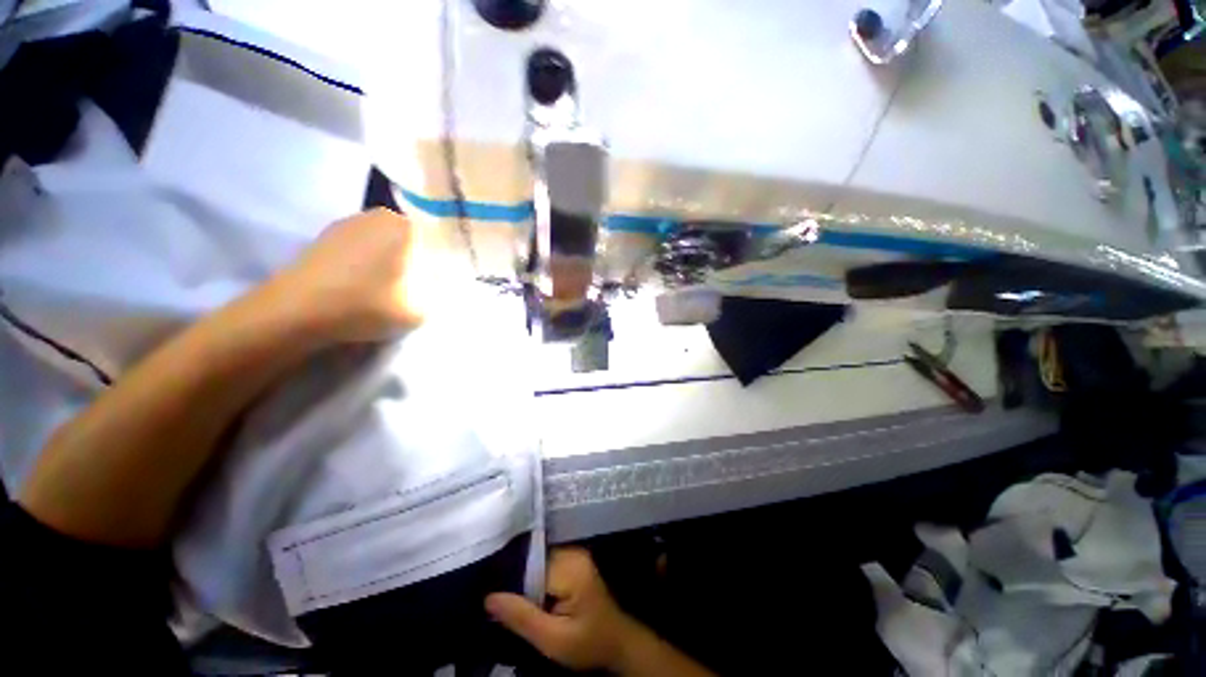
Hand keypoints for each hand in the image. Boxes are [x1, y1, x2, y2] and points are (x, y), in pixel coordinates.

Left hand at [269, 208, 423, 342]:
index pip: (437, 244)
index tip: (435, 288)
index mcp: (406, 227)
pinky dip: (365, 265)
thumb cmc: (366, 305)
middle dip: (415, 264)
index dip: (438, 267)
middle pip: (411, 243)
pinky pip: (360, 249)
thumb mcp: (421, 310)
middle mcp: (378, 216)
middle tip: (414, 291)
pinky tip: (360, 287)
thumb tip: (435, 286)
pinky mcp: (325, 237)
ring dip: (390, 265)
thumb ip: (437, 296)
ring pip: (385, 245)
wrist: (296, 311)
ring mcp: (348, 223)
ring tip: (386, 291)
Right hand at [486, 548, 644, 672]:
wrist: (616, 642)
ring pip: (537, 562)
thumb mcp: (553, 640)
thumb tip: (488, 598)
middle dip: (516, 580)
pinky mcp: (573, 561)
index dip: (510, 581)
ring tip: (506, 599)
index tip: (489, 594)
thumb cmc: (588, 643)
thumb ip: (522, 617)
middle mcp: (573, 551)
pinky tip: (526, 595)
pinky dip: (534, 580)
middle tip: (495, 600)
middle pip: (533, 560)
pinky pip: (546, 564)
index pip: (530, 565)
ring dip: (524, 581)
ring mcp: (574, 554)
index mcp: (570, 567)